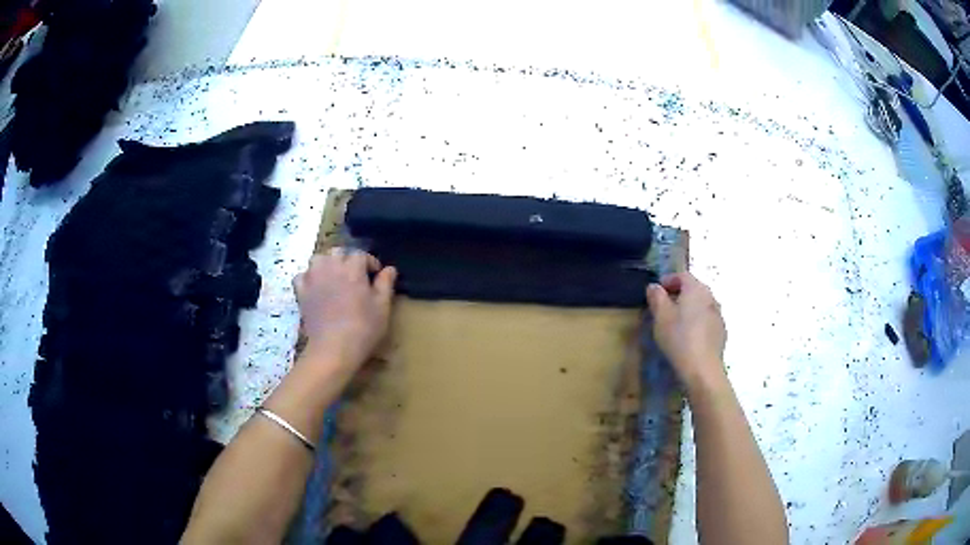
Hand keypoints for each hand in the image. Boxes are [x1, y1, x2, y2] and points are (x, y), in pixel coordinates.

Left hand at [293, 248, 396, 372]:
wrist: (333, 349)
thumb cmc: (363, 329)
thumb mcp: (382, 308)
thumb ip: (385, 285)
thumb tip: (389, 269)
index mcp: (353, 268)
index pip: (361, 254)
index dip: (370, 262)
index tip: (376, 274)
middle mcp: (331, 267)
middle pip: (338, 252)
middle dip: (348, 259)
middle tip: (355, 275)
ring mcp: (313, 278)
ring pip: (318, 259)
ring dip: (327, 263)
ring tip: (334, 276)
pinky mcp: (301, 292)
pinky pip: (302, 276)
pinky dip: (308, 277)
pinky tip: (315, 287)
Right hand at [646, 272, 726, 389]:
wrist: (703, 368)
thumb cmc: (679, 338)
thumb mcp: (661, 317)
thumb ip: (656, 297)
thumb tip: (654, 286)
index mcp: (696, 289)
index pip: (682, 275)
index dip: (669, 279)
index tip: (657, 290)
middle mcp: (710, 297)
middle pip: (694, 288)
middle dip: (679, 293)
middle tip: (665, 305)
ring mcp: (718, 314)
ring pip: (701, 304)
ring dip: (689, 307)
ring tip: (676, 321)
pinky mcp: (721, 331)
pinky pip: (706, 319)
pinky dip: (697, 320)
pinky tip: (689, 335)